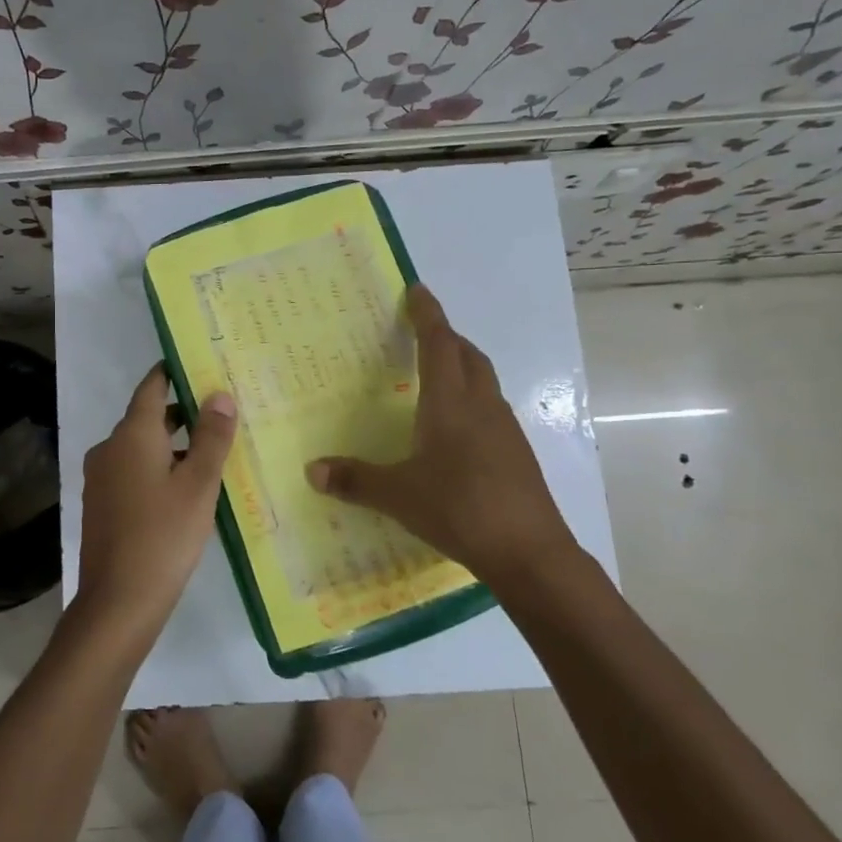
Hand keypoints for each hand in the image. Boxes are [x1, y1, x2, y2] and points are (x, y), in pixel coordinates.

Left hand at [75, 364, 237, 647]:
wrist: (118, 601)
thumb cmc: (164, 536)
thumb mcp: (198, 484)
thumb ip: (211, 437)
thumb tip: (220, 394)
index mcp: (131, 435)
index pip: (152, 387)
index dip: (174, 372)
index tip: (200, 364)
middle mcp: (110, 448)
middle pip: (147, 417)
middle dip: (182, 411)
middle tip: (221, 409)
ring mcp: (102, 478)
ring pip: (141, 447)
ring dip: (172, 444)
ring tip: (212, 449)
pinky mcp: (103, 504)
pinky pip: (133, 471)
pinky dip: (159, 468)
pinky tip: (186, 487)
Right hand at [306, 283, 586, 599]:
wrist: (530, 552)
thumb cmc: (459, 509)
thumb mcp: (398, 496)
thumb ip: (355, 480)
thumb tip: (312, 470)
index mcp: (450, 403)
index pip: (439, 344)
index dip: (427, 314)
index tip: (417, 289)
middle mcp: (481, 406)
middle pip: (468, 355)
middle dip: (446, 337)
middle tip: (422, 332)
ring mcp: (504, 429)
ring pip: (483, 381)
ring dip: (462, 366)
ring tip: (436, 375)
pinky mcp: (516, 453)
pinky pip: (490, 408)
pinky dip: (472, 399)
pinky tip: (456, 428)